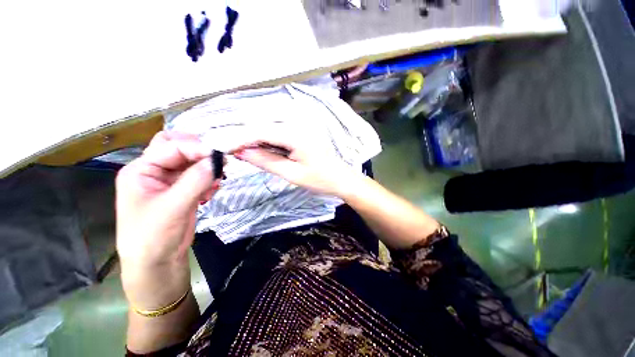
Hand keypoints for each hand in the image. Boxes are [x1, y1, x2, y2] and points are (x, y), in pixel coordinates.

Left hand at [116, 131, 218, 306]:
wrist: (157, 262)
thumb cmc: (154, 235)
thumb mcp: (173, 206)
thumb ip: (195, 180)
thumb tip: (217, 159)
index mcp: (141, 170)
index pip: (171, 147)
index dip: (196, 148)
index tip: (220, 155)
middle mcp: (154, 171)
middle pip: (179, 149)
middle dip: (200, 153)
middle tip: (219, 161)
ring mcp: (170, 182)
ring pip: (192, 163)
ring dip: (206, 169)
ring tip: (214, 183)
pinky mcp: (183, 191)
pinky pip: (199, 177)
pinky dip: (208, 180)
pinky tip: (210, 193)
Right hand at [231, 131, 360, 196]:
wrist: (341, 179)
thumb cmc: (320, 180)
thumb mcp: (292, 174)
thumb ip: (266, 161)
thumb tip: (241, 153)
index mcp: (296, 134)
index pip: (261, 131)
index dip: (241, 139)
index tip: (226, 149)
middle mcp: (299, 123)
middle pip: (265, 126)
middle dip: (247, 138)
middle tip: (234, 152)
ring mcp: (302, 125)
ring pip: (271, 127)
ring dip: (257, 138)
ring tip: (246, 151)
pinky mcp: (304, 130)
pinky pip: (280, 131)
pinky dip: (269, 139)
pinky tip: (263, 148)